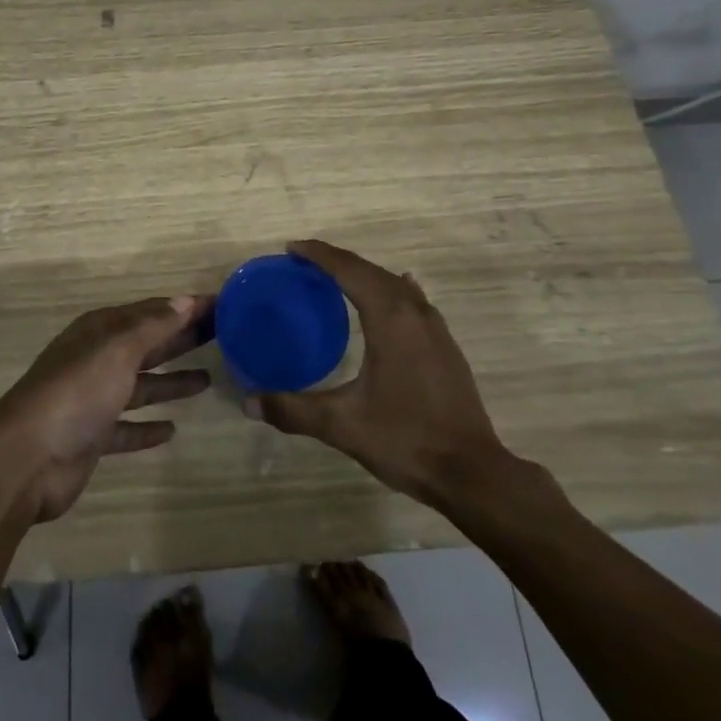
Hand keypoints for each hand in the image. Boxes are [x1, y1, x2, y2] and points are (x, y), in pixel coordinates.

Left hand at [0, 294, 213, 522]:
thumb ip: (153, 327)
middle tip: (223, 337)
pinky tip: (172, 429)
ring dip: (170, 381)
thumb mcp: (117, 349)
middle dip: (181, 339)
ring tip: (207, 379)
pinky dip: (148, 427)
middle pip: (147, 345)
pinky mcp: (92, 437)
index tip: (221, 306)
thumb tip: (185, 300)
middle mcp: (96, 359)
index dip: (184, 308)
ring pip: (140, 385)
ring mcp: (93, 400)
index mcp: (100, 331)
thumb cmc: (76, 392)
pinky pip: (127, 427)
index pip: (151, 312)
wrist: (27, 458)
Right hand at [248, 241, 513, 508]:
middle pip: (371, 271)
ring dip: (365, 274)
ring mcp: (435, 328)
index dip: (318, 255)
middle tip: (305, 261)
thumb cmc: (405, 439)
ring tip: (336, 278)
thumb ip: (292, 410)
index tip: (291, 247)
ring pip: (394, 284)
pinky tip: (392, 297)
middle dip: (337, 260)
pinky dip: (389, 290)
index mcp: (389, 318)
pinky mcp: (446, 346)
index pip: (349, 270)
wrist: (472, 472)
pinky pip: (412, 301)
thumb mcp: (342, 425)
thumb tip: (247, 402)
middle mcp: (414, 312)